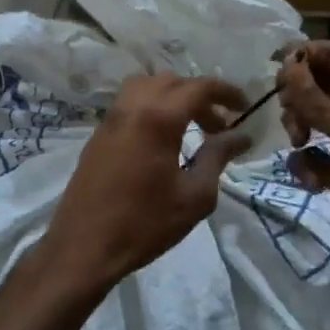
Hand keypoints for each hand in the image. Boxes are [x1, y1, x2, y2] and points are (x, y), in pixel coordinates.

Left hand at [46, 73, 251, 292]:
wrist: (83, 247)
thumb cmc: (145, 224)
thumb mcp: (194, 195)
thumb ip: (218, 157)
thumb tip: (241, 135)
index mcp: (158, 117)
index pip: (199, 87)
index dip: (226, 92)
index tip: (245, 107)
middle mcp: (132, 107)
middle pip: (173, 82)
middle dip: (201, 96)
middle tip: (220, 125)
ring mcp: (111, 118)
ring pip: (147, 86)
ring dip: (173, 97)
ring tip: (191, 127)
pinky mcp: (98, 134)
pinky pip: (130, 103)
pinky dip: (152, 107)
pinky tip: (163, 141)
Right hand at [277, 42, 329, 278]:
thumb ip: (316, 98)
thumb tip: (286, 64)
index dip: (304, 55)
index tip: (275, 67)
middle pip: (315, 87)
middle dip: (296, 97)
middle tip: (290, 115)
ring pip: (309, 121)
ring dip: (297, 129)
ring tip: (300, 145)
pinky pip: (311, 158)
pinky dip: (305, 166)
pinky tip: (312, 180)